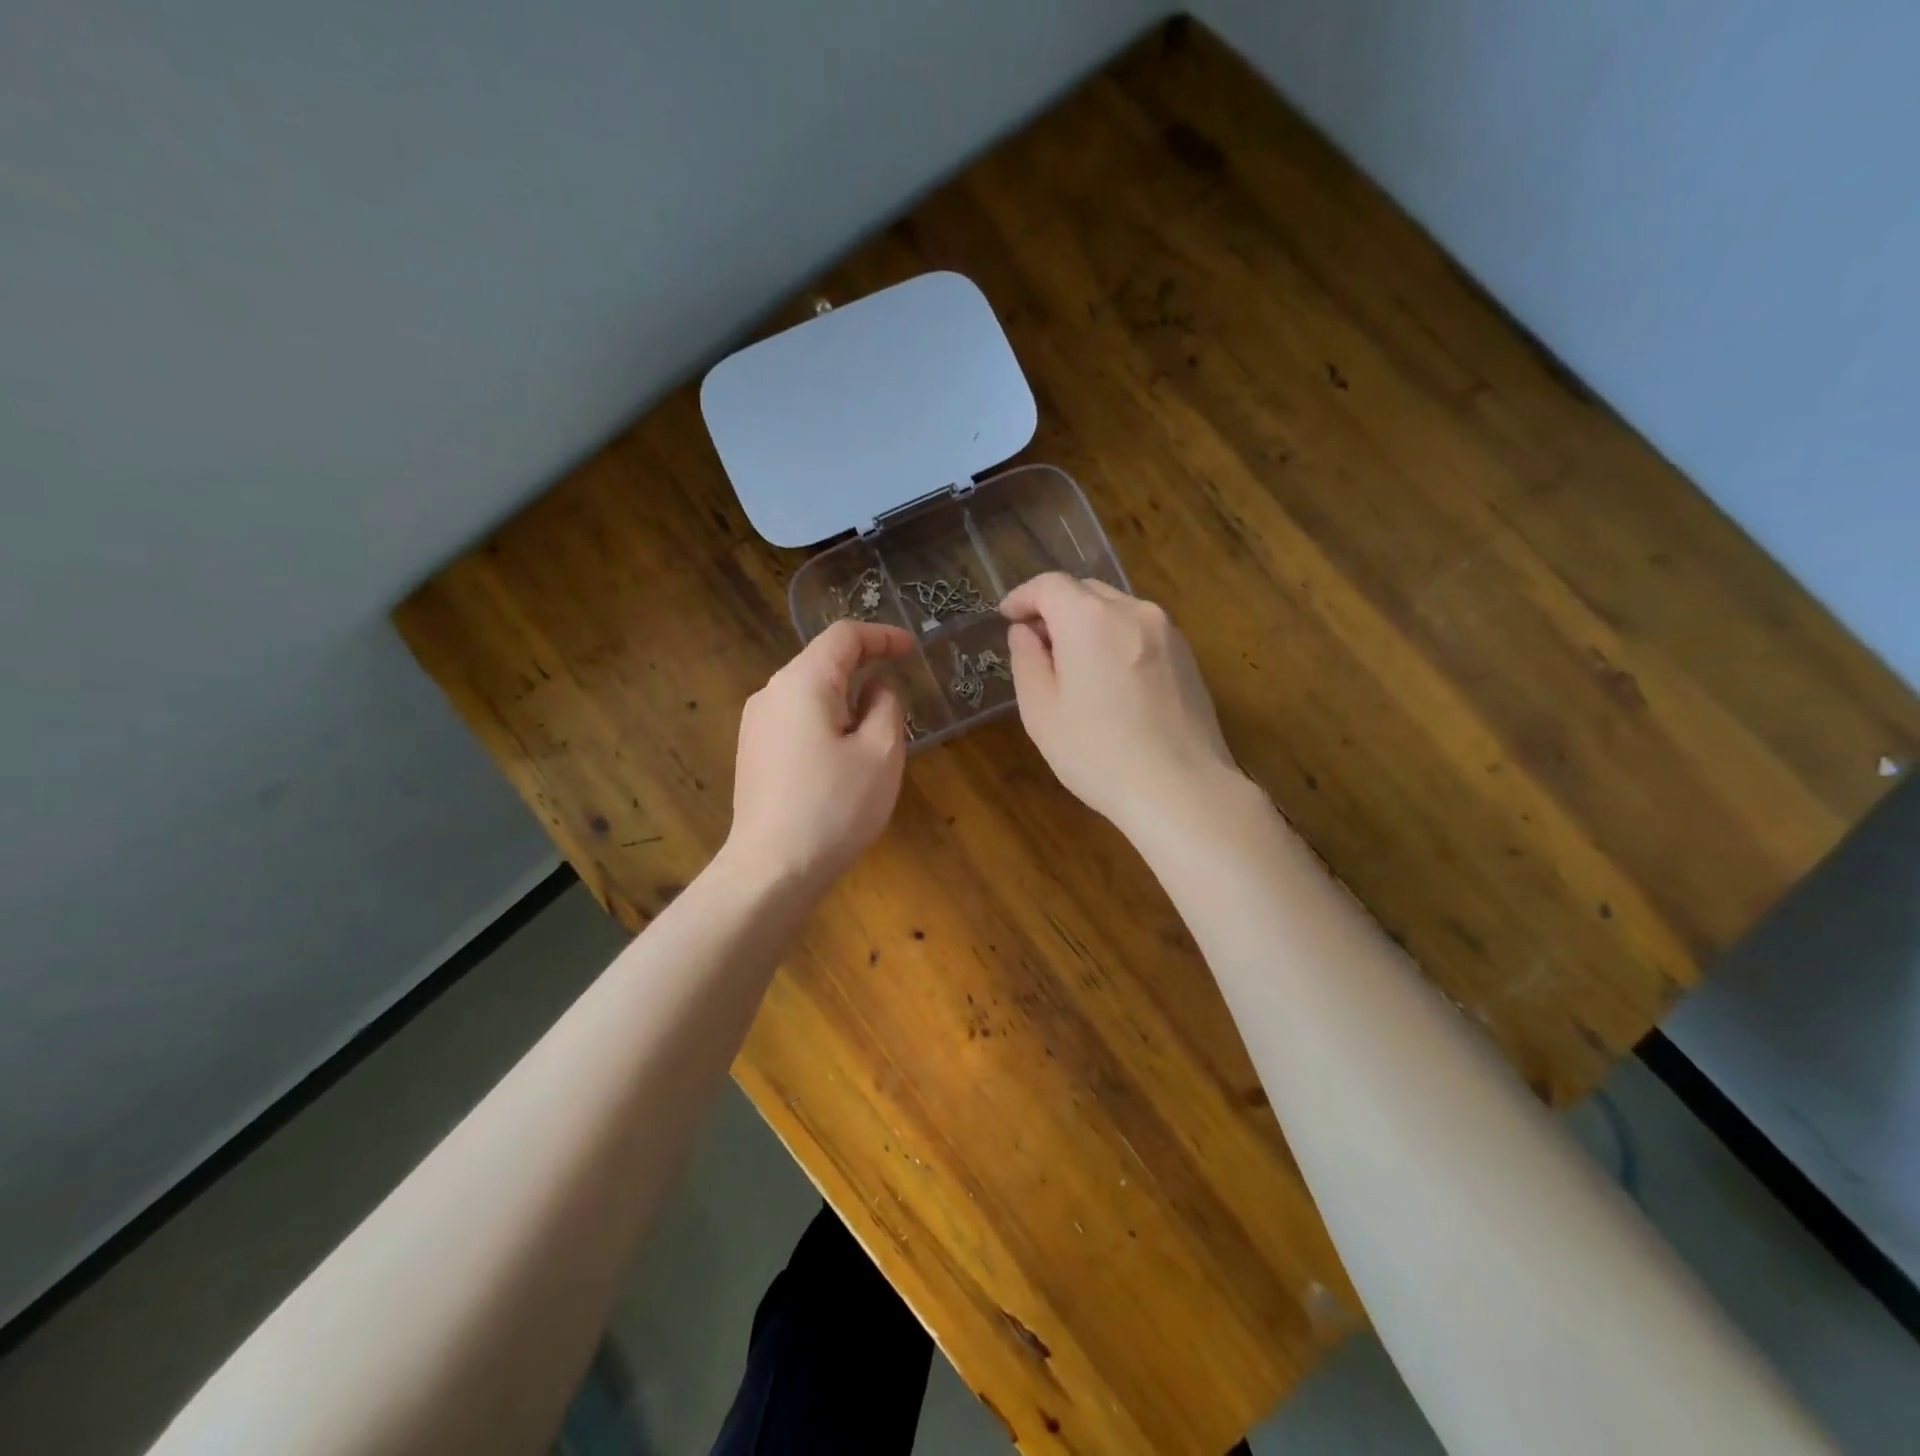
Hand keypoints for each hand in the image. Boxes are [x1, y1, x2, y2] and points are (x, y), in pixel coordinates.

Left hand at [723, 620, 914, 890]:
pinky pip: (796, 720)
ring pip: (809, 694)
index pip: (844, 636)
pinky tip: (842, 757)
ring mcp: (756, 725)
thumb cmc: (835, 806)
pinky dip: (826, 721)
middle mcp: (771, 693)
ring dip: (846, 699)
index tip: (911, 649)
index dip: (882, 636)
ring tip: (875, 732)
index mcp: (802, 682)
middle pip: (822, 662)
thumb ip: (885, 706)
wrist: (772, 869)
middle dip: (864, 668)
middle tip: (899, 691)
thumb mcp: (880, 752)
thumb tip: (875, 688)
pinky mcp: (753, 753)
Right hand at [1001, 573, 1243, 834]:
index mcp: (1090, 619)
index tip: (1006, 617)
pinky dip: (1116, 639)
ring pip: (1116, 609)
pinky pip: (1140, 631)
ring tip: (1074, 666)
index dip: (1022, 597)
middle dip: (1055, 609)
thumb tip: (1025, 632)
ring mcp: (1167, 631)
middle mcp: (1132, 610)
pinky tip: (1111, 682)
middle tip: (1037, 646)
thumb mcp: (1041, 711)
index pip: (1049, 585)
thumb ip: (1027, 660)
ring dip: (1088, 624)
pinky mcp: (1187, 655)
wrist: (1181, 789)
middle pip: (1085, 591)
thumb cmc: (1098, 754)